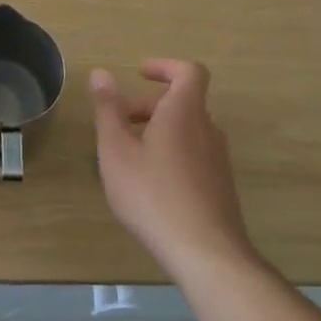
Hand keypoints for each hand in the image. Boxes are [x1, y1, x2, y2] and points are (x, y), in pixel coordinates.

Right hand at [90, 60, 259, 280]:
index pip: (189, 72)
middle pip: (183, 102)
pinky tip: (149, 184)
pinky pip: (194, 153)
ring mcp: (218, 159)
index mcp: (184, 113)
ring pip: (188, 129)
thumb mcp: (116, 151)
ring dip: (158, 130)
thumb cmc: (153, 196)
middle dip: (148, 105)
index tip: (139, 74)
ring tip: (128, 156)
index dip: (164, 67)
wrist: (205, 253)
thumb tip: (100, 73)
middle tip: (118, 124)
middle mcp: (208, 129)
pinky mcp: (220, 185)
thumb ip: (108, 110)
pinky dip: (171, 152)